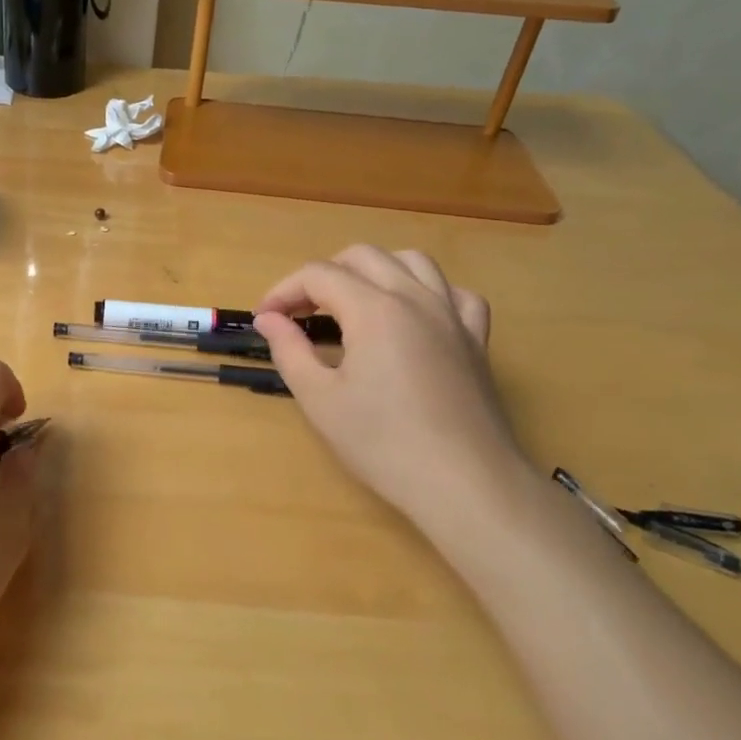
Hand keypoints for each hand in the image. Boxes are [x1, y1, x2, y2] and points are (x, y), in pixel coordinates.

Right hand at [254, 247, 529, 532]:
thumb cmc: (383, 443)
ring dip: (374, 270)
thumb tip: (268, 318)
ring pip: (412, 262)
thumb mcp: (319, 399)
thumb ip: (289, 350)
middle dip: (323, 275)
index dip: (283, 290)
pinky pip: (456, 294)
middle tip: (300, 312)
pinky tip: (415, 317)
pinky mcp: (476, 339)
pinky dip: (429, 293)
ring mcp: (451, 315)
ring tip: (353, 302)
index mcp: (373, 309)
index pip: (318, 275)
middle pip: (362, 257)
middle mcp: (415, 297)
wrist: (464, 483)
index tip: (264, 318)